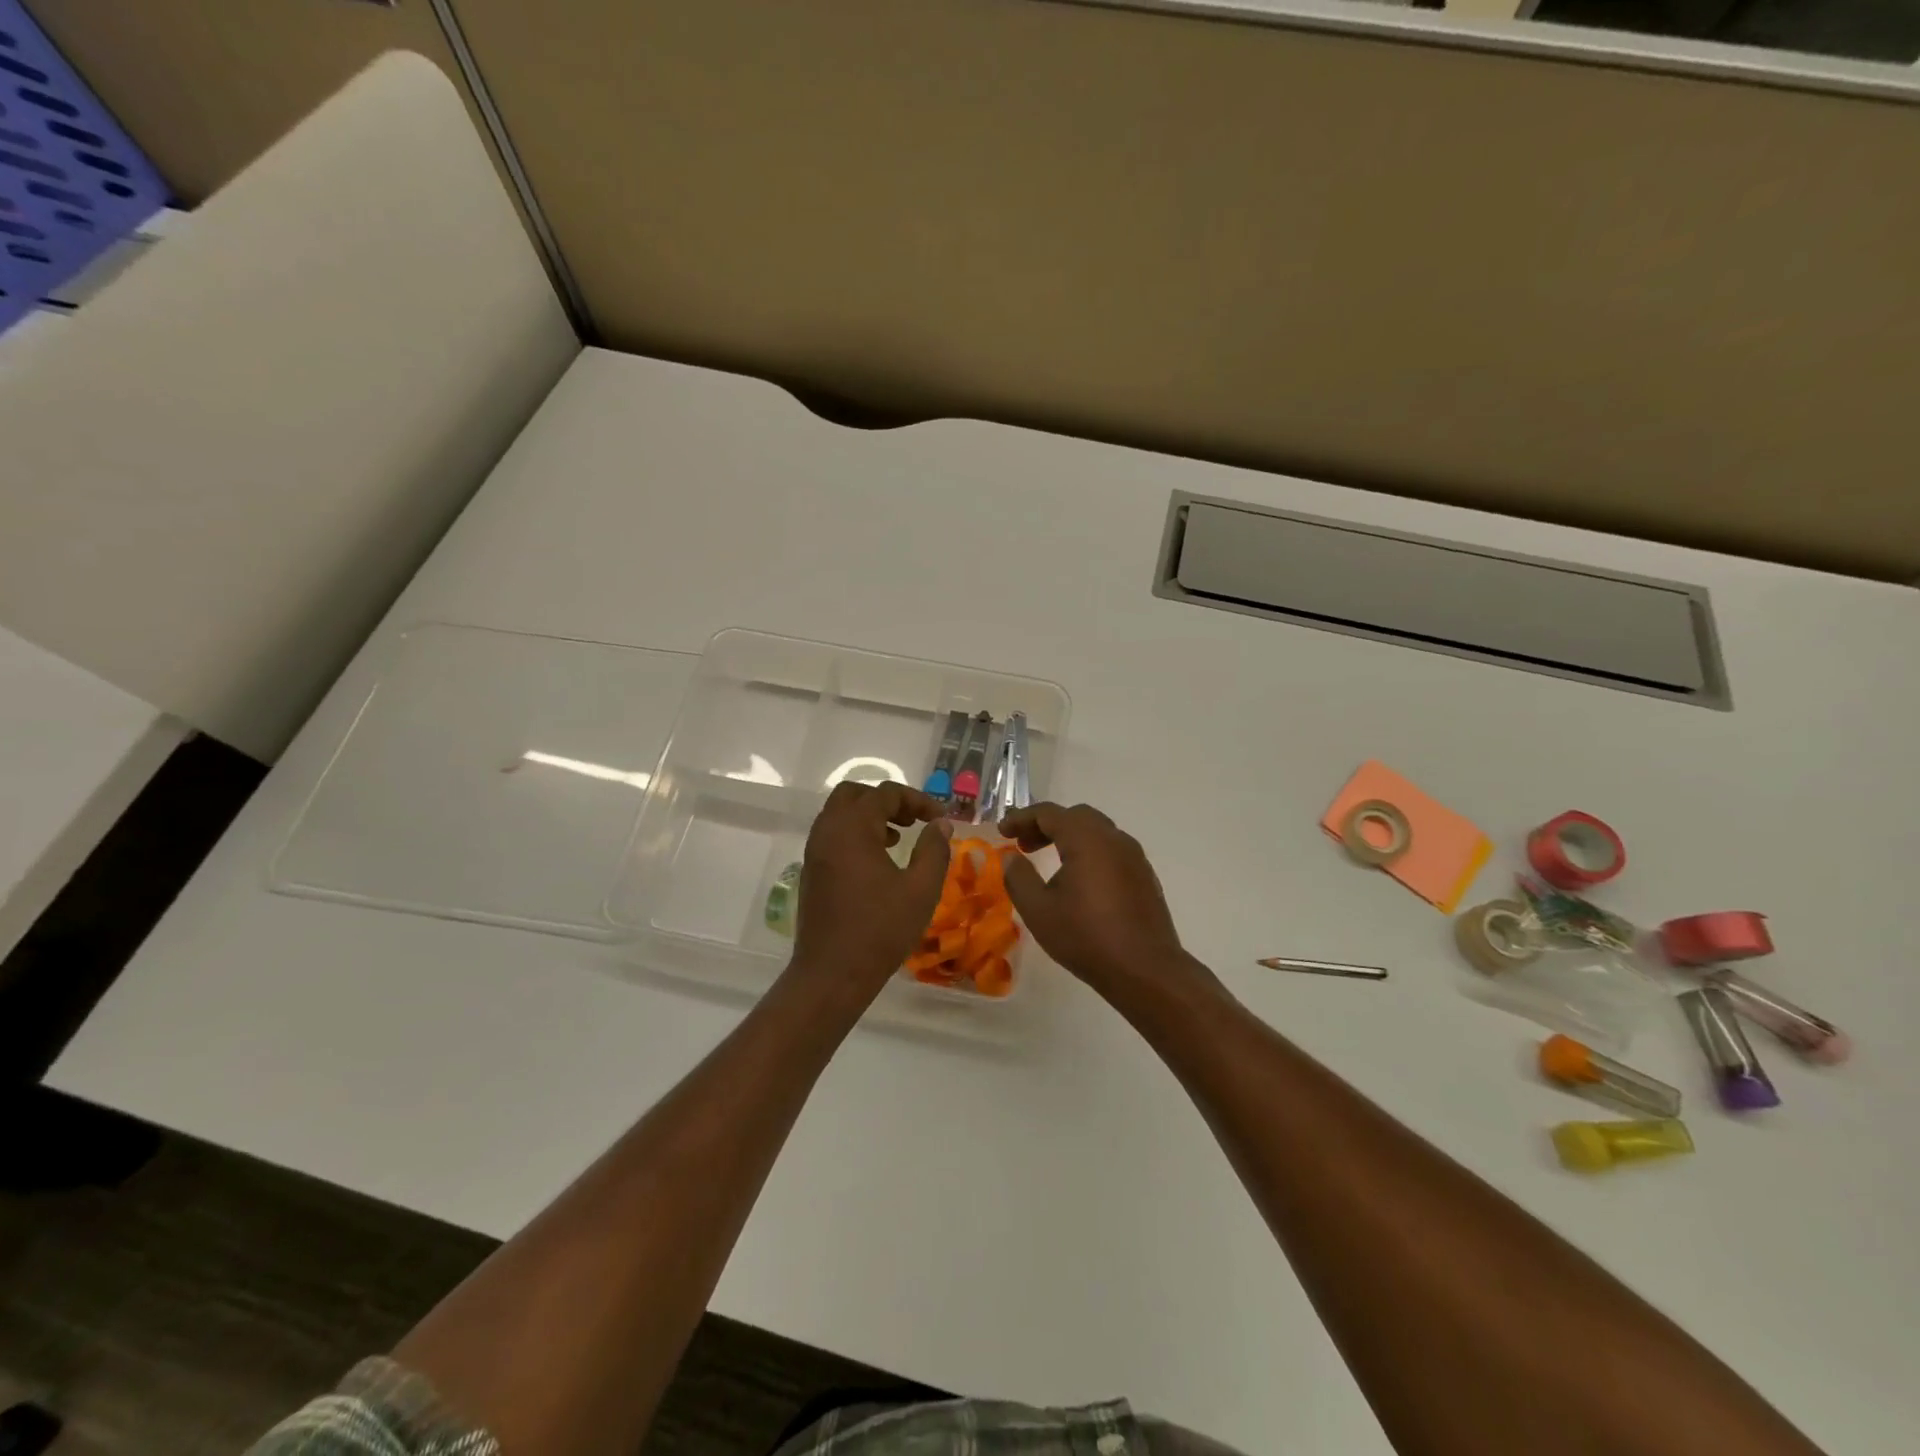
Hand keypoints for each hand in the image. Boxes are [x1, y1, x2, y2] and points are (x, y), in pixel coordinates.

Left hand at [793, 781, 952, 998]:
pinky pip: (833, 835)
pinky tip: (878, 862)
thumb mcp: (921, 889)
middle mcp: (828, 831)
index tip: (940, 818)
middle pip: (855, 794)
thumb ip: (934, 849)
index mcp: (852, 828)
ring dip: (870, 817)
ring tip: (899, 839)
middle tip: (913, 820)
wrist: (831, 974)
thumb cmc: (880, 929)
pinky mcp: (811, 871)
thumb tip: (940, 823)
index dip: (918, 800)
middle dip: (887, 800)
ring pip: (840, 814)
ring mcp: (815, 851)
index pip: (886, 794)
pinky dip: (856, 834)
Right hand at [998, 802, 1193, 996]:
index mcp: (1087, 839)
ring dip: (1069, 837)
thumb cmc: (1086, 937)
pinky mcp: (1144, 875)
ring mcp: (1134, 856)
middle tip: (1024, 845)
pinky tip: (1079, 880)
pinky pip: (1112, 850)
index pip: (1049, 813)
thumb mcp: (1038, 910)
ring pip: (1097, 831)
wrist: (1145, 970)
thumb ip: (1019, 877)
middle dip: (1046, 825)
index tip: (1003, 831)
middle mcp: (1114, 839)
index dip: (1022, 818)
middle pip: (1076, 816)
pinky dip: (1089, 851)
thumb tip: (1012, 858)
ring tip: (1048, 861)